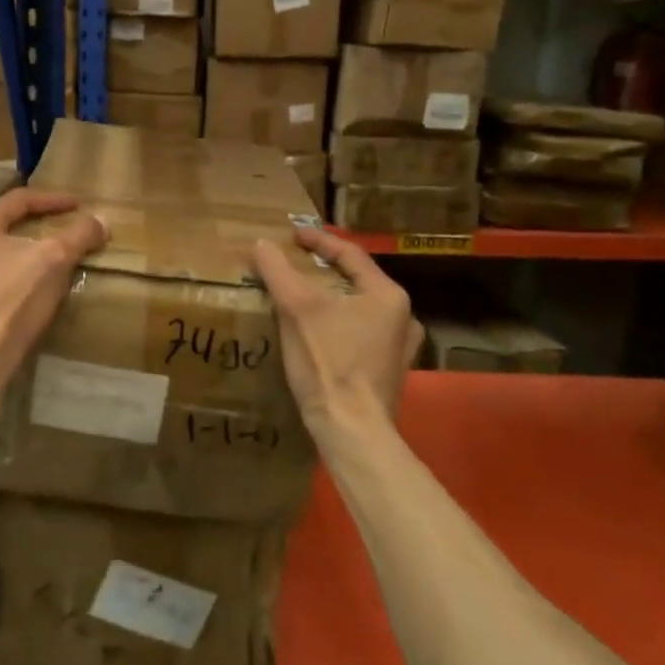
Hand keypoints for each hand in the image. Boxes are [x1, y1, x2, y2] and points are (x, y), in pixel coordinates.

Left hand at [0, 189, 107, 381]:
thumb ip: (79, 235)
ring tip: (58, 257)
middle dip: (41, 225)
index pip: (20, 199)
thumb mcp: (54, 260)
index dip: (54, 200)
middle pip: (9, 224)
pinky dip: (21, 273)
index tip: (80, 205)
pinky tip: (37, 286)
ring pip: (2, 252)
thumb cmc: (12, 300)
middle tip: (68, 227)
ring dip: (31, 251)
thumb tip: (100, 220)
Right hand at [253, 225, 420, 440]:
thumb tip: (261, 244)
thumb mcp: (297, 308)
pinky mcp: (388, 373)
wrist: (351, 429)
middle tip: (296, 263)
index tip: (291, 235)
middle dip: (325, 270)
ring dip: (332, 299)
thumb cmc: (328, 361)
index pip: (349, 254)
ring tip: (304, 296)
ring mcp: (399, 348)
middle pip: (357, 281)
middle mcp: (403, 318)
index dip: (317, 241)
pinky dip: (338, 325)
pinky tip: (319, 333)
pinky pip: (360, 335)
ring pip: (359, 309)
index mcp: (388, 295)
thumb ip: (278, 270)